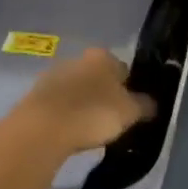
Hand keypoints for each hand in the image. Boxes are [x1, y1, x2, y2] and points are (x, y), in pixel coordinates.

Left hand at [17, 47, 156, 153]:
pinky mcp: (36, 94)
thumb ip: (145, 105)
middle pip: (98, 77)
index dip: (129, 89)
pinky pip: (59, 103)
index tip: (130, 109)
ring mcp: (54, 75)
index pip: (124, 69)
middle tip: (111, 120)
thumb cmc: (93, 114)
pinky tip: (69, 131)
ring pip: (77, 89)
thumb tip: (152, 104)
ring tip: (89, 129)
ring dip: (83, 104)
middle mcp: (78, 58)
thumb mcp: (130, 112)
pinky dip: (66, 114)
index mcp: (103, 56)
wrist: (43, 128)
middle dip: (104, 94)